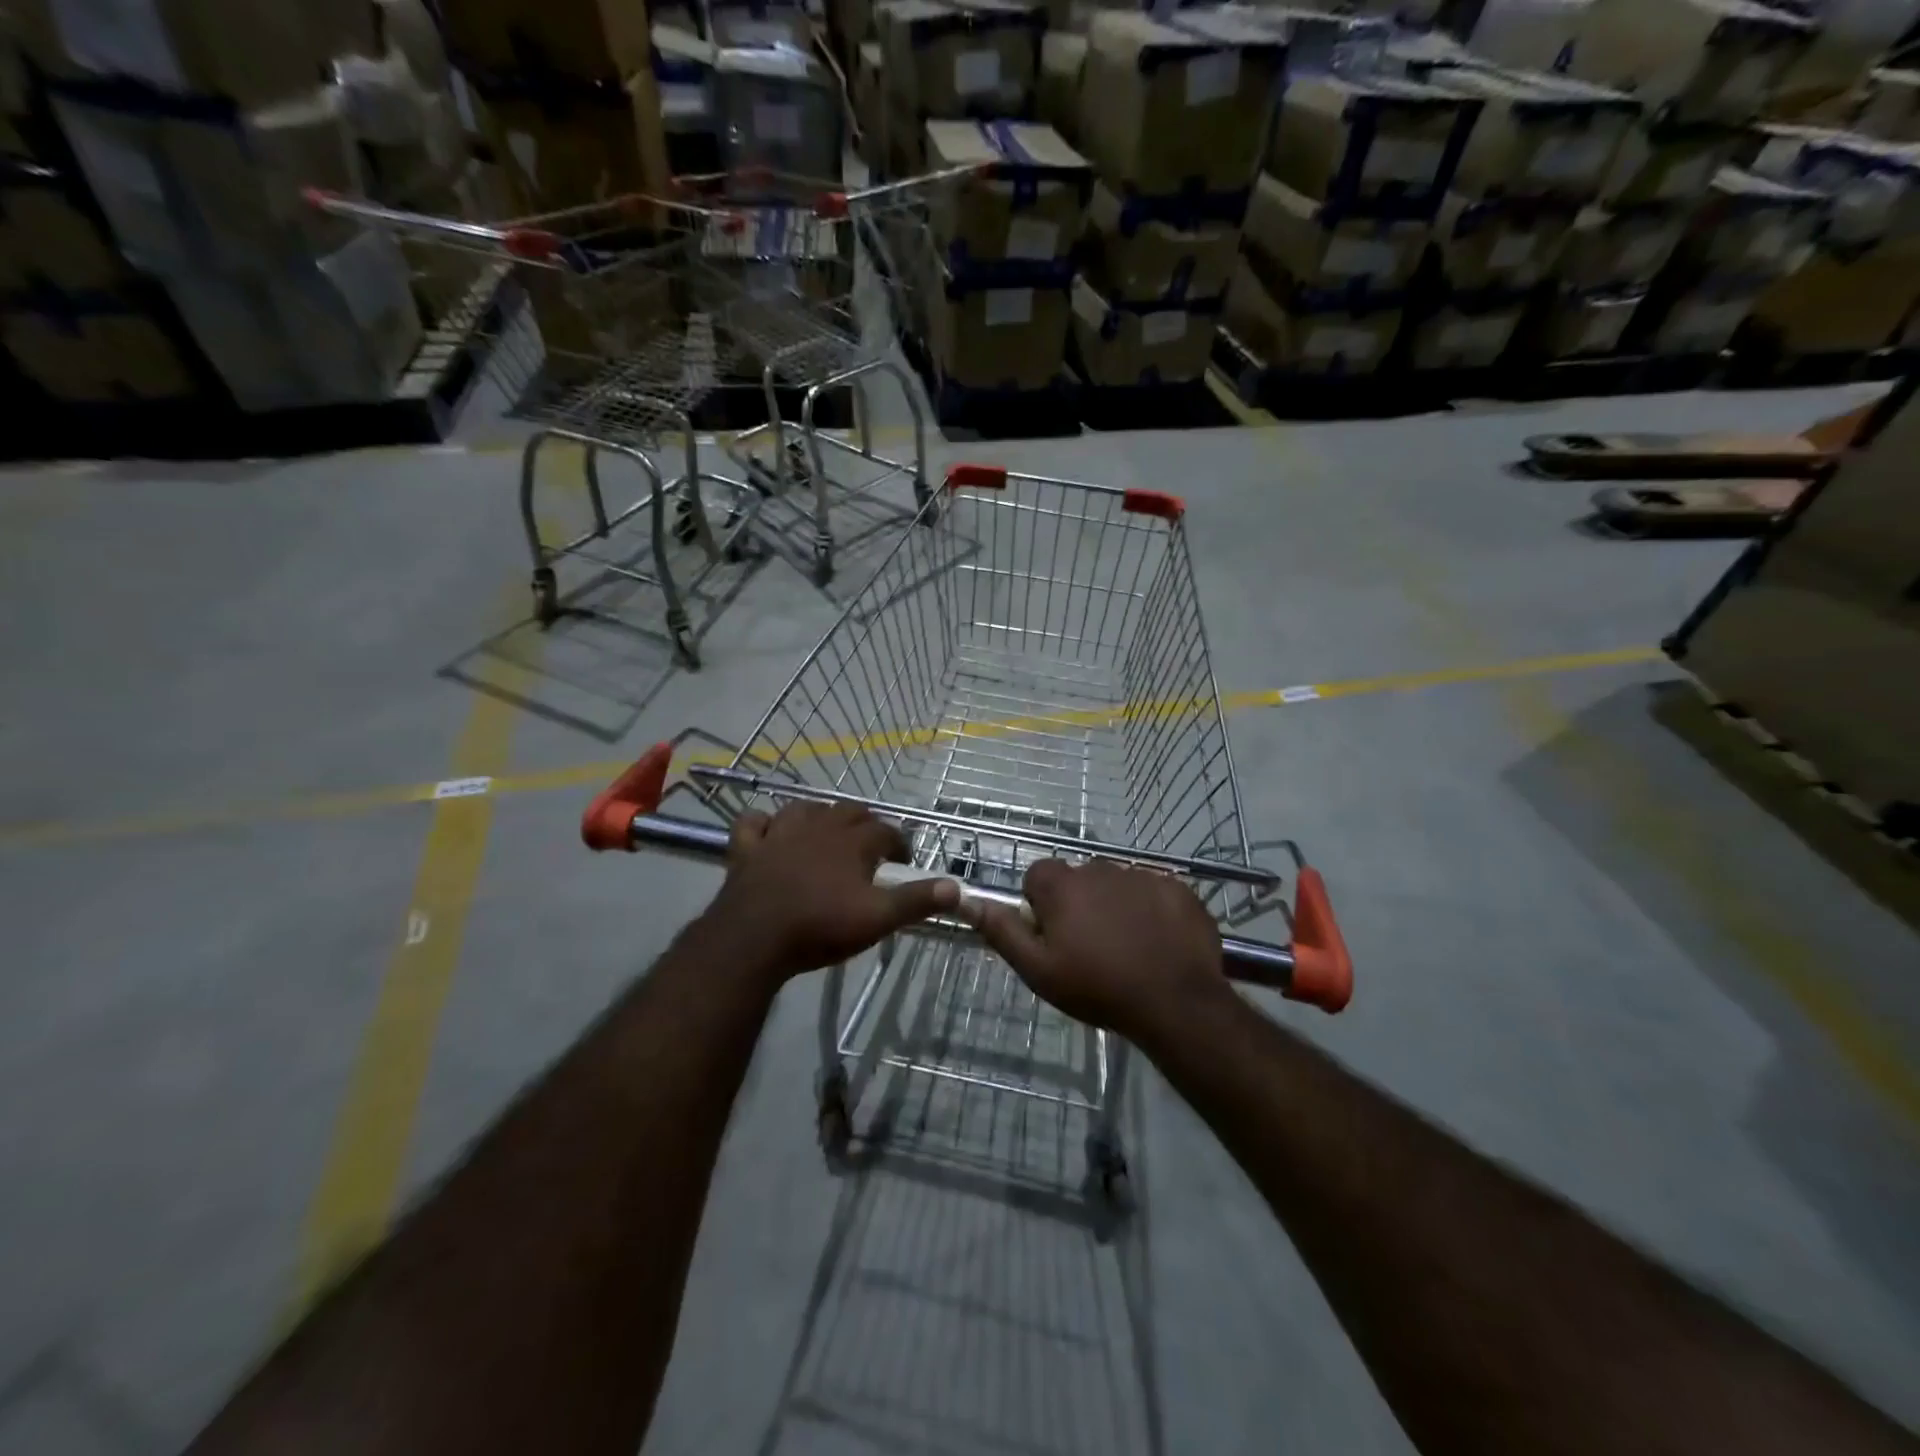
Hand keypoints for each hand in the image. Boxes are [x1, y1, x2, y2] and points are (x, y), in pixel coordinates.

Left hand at [705, 802, 957, 978]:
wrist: (754, 939)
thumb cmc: (821, 927)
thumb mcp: (878, 919)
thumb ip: (916, 901)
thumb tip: (956, 886)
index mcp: (853, 842)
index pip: (886, 831)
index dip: (898, 844)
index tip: (902, 863)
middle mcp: (819, 826)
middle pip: (849, 811)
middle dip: (864, 824)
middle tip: (869, 849)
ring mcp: (780, 833)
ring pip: (804, 808)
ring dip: (819, 815)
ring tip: (825, 834)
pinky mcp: (748, 848)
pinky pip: (754, 822)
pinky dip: (763, 824)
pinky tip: (768, 832)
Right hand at [973, 859, 1225, 1043]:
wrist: (1175, 1002)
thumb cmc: (1098, 987)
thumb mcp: (1038, 969)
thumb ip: (1002, 931)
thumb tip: (969, 901)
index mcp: (1062, 884)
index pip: (1038, 876)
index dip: (1041, 905)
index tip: (1053, 936)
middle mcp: (1099, 868)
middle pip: (1078, 879)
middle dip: (1079, 904)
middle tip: (1090, 948)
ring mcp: (1142, 874)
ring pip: (1116, 884)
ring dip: (1115, 906)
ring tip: (1127, 949)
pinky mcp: (1176, 887)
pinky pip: (1153, 891)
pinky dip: (1151, 910)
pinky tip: (1158, 943)